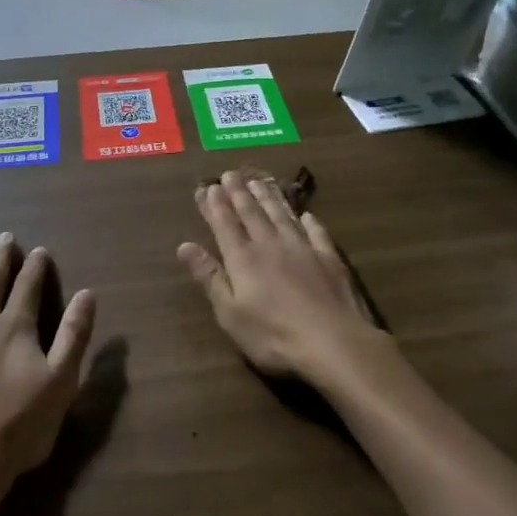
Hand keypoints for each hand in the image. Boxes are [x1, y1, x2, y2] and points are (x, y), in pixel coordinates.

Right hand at [177, 169, 392, 391]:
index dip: (215, 205)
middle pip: (252, 213)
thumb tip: (184, 246)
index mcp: (243, 259)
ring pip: (282, 215)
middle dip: (239, 193)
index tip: (207, 187)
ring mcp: (303, 249)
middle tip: (231, 174)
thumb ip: (209, 277)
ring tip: (260, 181)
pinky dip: (309, 221)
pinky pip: (316, 232)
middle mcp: (271, 245)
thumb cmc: (273, 335)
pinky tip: (306, 214)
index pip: (225, 225)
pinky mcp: (329, 258)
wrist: (332, 341)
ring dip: (269, 197)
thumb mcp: (230, 313)